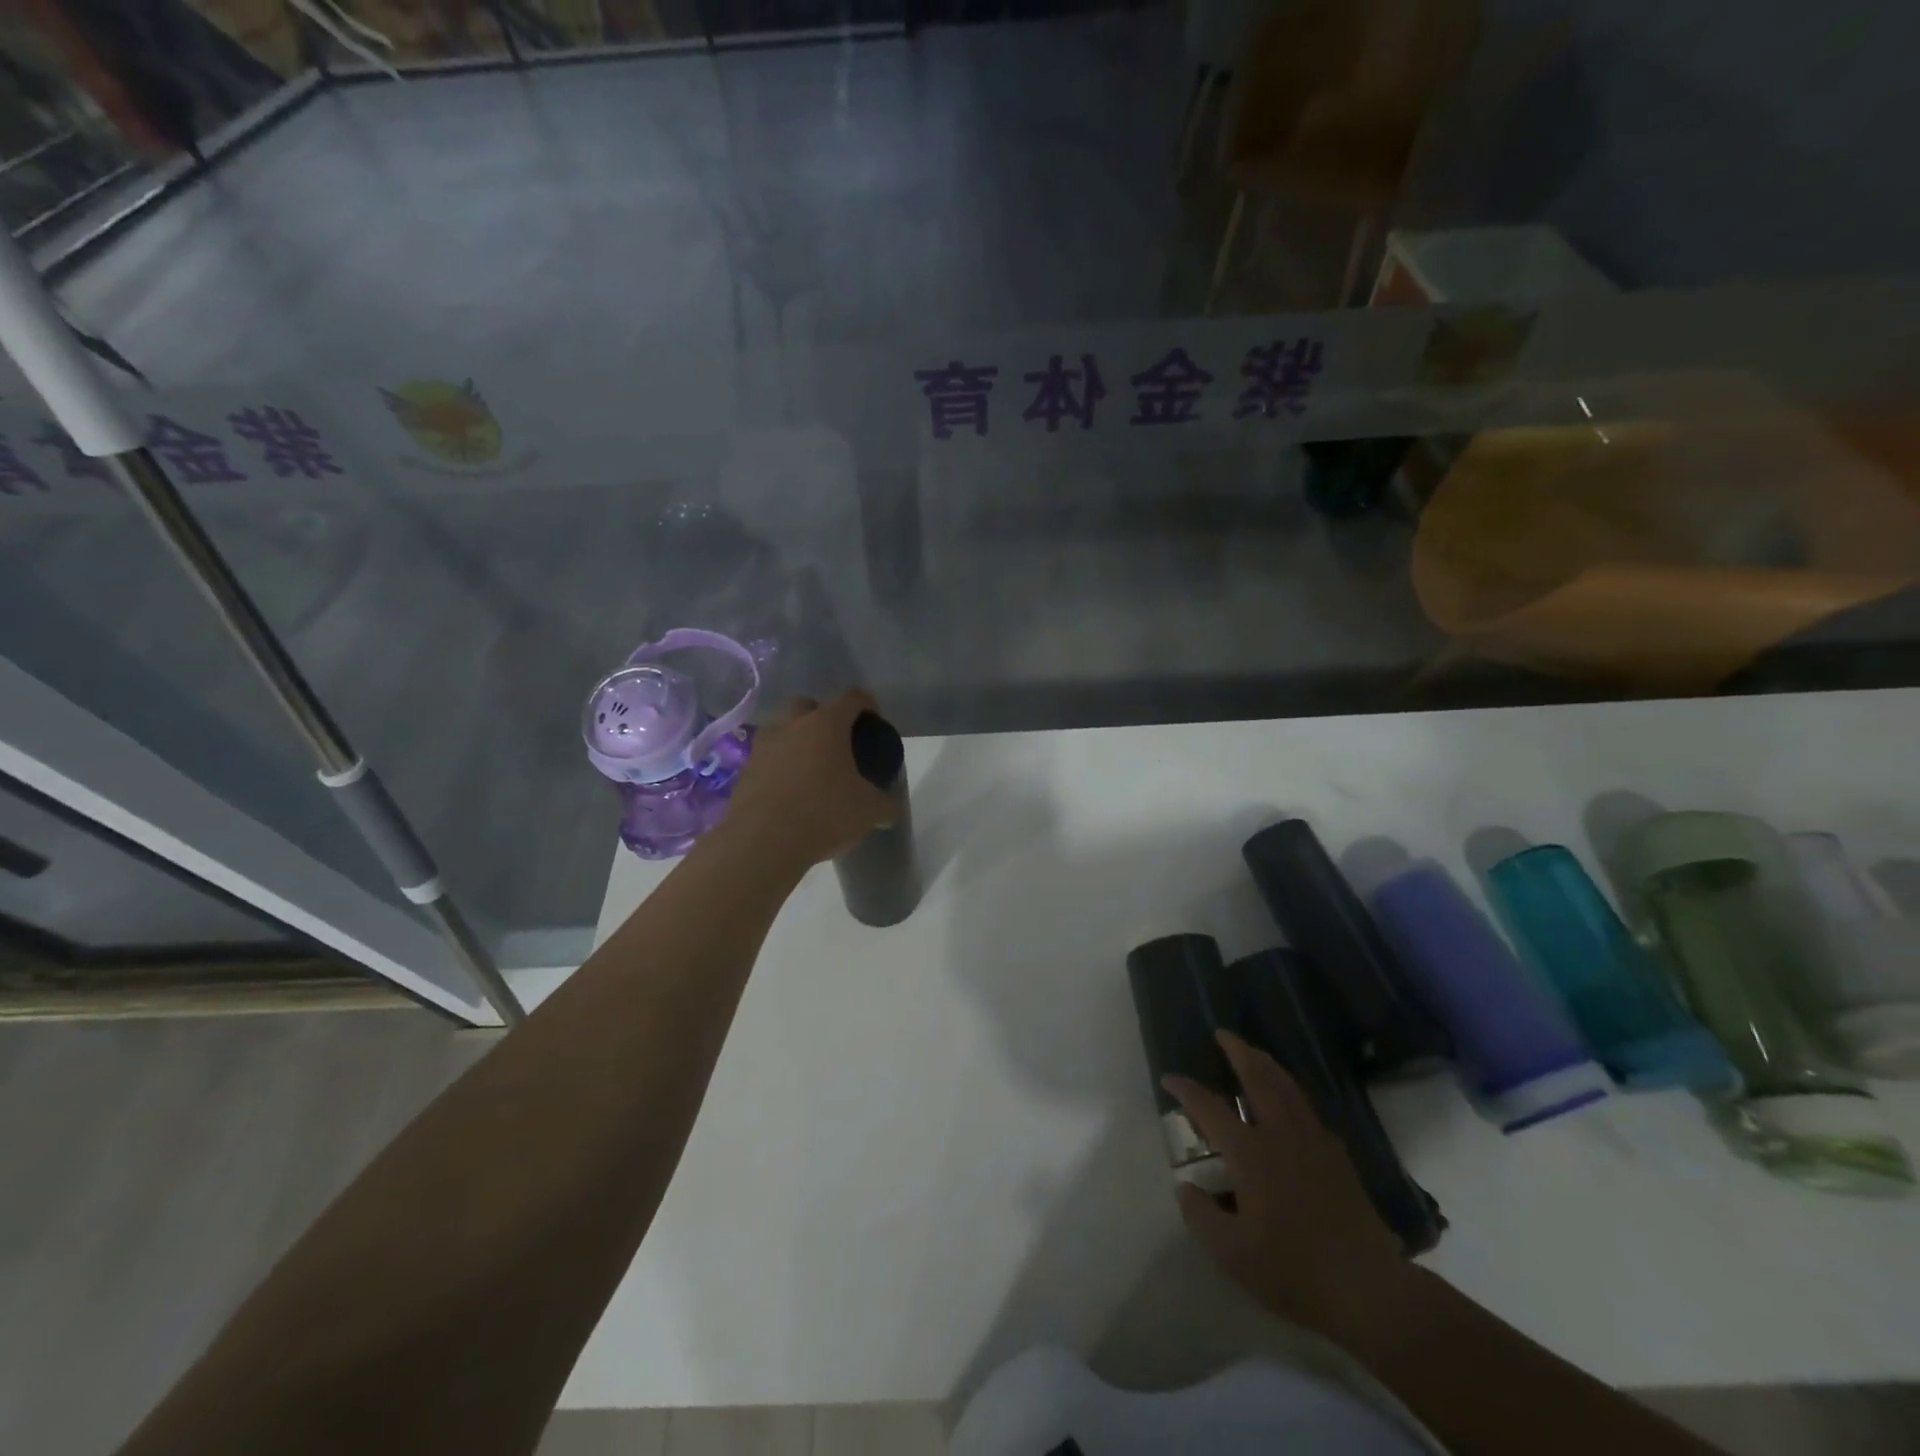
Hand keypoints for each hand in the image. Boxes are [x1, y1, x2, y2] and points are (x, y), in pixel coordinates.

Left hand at [719, 691, 897, 868]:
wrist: (763, 842)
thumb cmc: (824, 814)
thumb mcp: (868, 812)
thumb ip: (884, 805)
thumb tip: (889, 809)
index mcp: (827, 724)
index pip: (853, 698)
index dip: (867, 705)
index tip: (874, 721)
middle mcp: (792, 725)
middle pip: (809, 705)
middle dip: (823, 717)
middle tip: (837, 744)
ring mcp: (764, 746)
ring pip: (782, 730)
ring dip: (796, 741)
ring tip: (810, 769)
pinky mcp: (745, 771)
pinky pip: (767, 759)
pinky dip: (779, 768)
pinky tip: (789, 793)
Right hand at [1164, 1031, 1407, 1336]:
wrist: (1368, 1289)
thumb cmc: (1294, 1270)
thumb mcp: (1233, 1255)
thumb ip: (1201, 1217)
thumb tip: (1185, 1187)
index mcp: (1251, 1153)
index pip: (1210, 1108)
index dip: (1186, 1090)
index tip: (1169, 1078)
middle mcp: (1281, 1135)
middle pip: (1258, 1078)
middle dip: (1238, 1051)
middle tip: (1223, 1033)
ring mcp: (1314, 1142)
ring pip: (1288, 1087)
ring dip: (1267, 1064)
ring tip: (1254, 1053)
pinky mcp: (1337, 1157)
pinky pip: (1309, 1109)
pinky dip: (1293, 1092)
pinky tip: (1291, 1101)